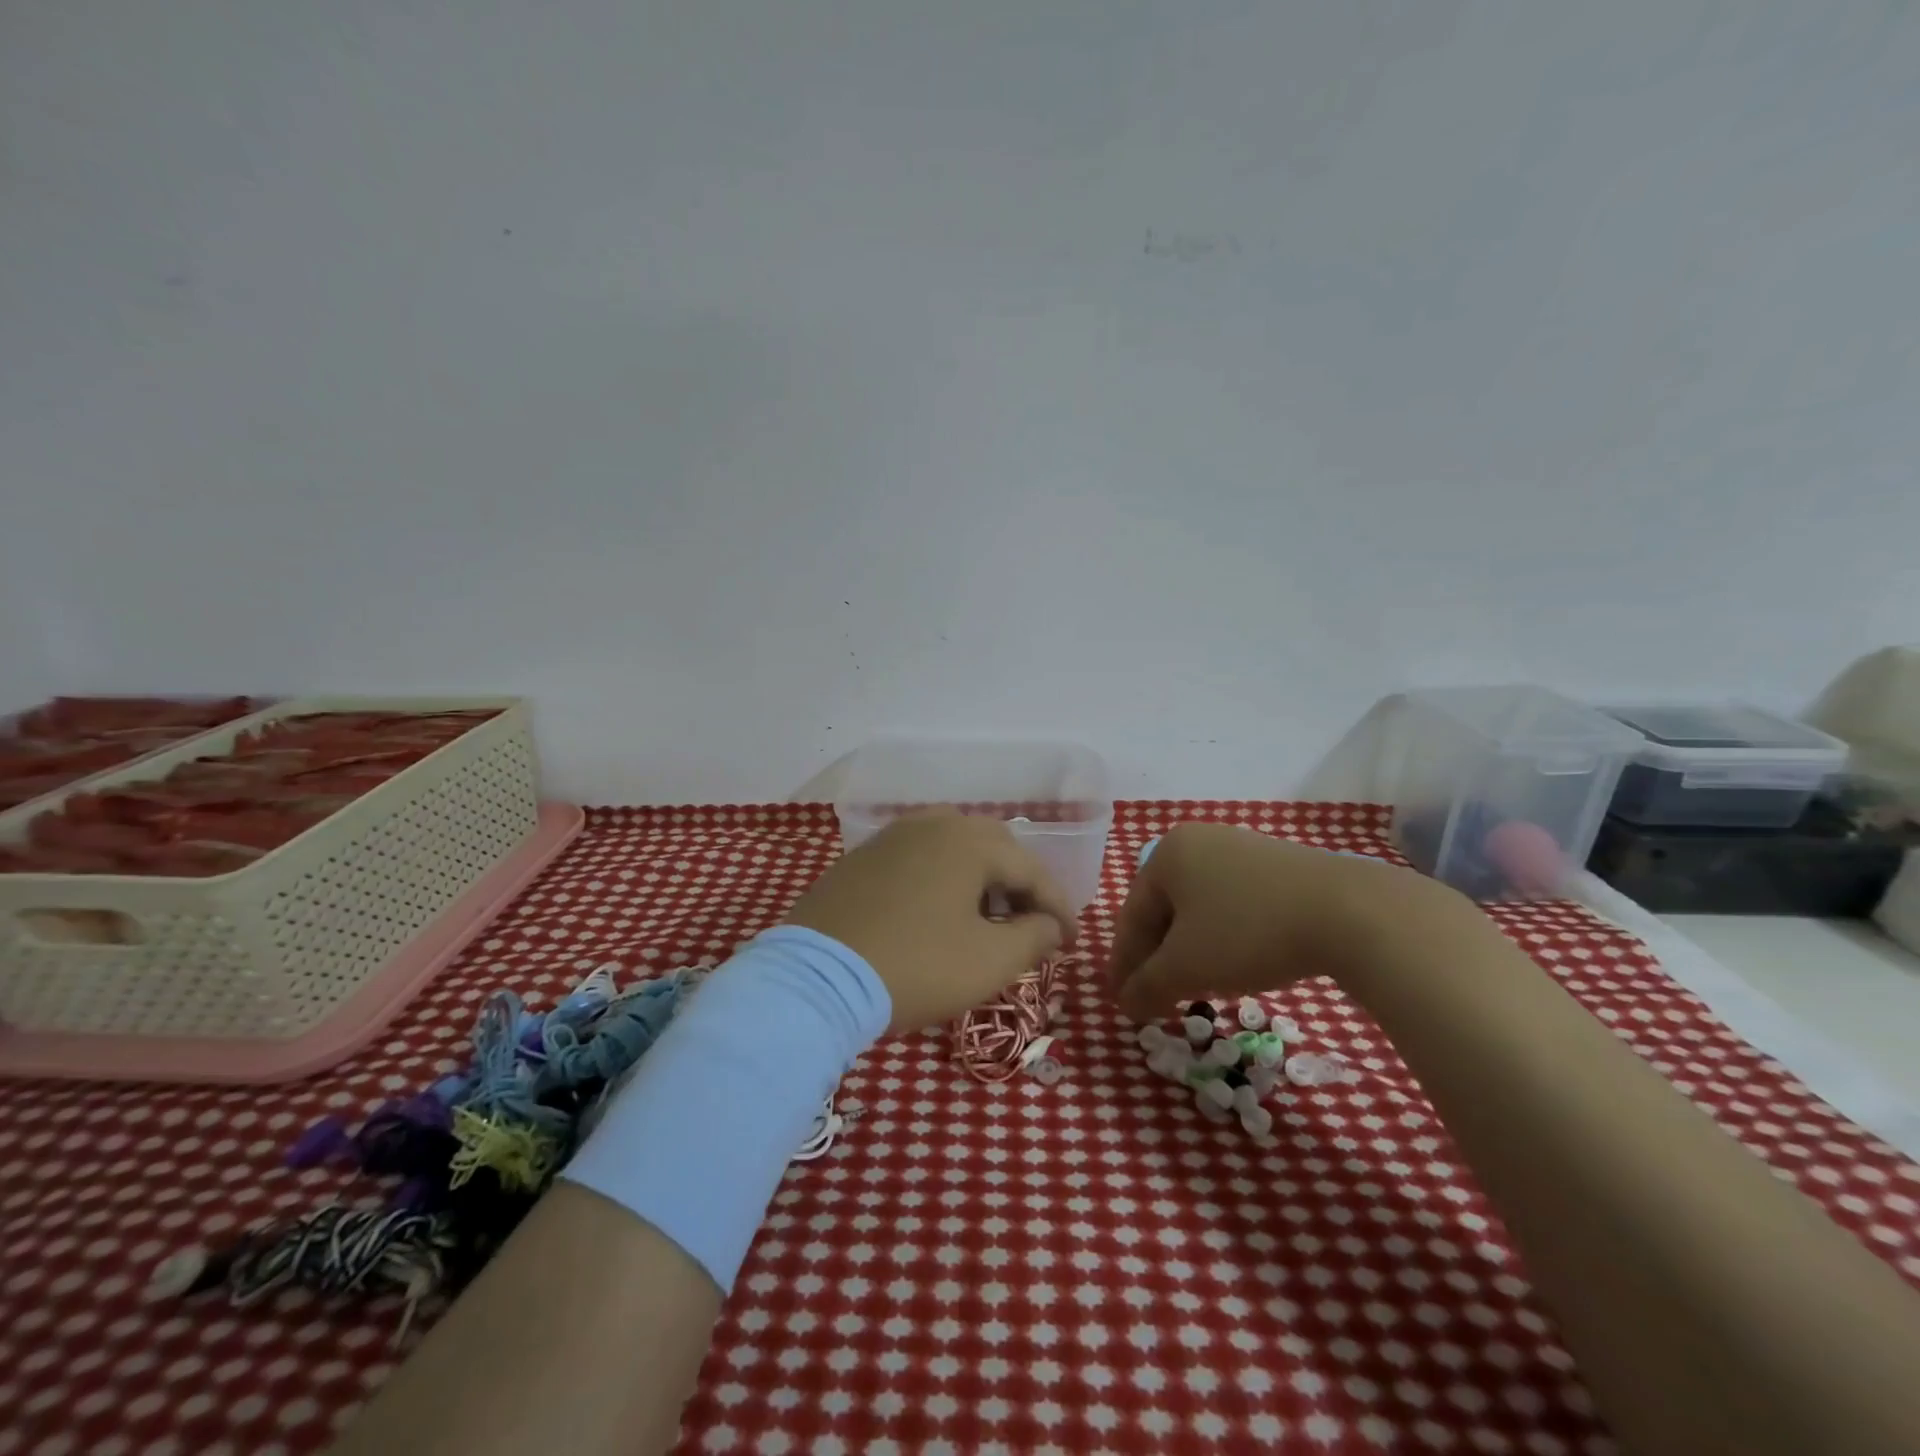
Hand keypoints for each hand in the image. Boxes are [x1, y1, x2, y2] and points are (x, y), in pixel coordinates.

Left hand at [785, 811, 1077, 1034]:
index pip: (1030, 869)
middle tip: (1030, 924)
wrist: (816, 978)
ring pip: (952, 849)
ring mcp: (890, 838)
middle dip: (1018, 886)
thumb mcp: (988, 961)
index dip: (1057, 906)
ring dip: (979, 879)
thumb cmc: (916, 966)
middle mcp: (931, 826)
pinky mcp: (861, 859)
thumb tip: (1052, 926)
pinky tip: (936, 912)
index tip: (1071, 940)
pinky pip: (917, 860)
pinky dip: (941, 880)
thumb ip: (1033, 938)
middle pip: (992, 848)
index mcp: (968, 842)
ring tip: (985, 916)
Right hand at [1107, 822, 1452, 1021]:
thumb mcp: (1187, 966)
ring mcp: (1241, 849)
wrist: (1349, 913)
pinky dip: (1224, 937)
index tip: (1122, 1002)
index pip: (1132, 915)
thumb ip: (1146, 986)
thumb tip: (1124, 1004)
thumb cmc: (1248, 932)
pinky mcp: (1279, 866)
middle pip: (1164, 910)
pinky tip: (1235, 963)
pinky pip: (1234, 904)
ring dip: (1190, 951)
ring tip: (1194, 986)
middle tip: (1156, 999)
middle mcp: (1198, 841)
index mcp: (1167, 854)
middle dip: (1158, 958)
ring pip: (1199, 909)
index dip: (1124, 964)